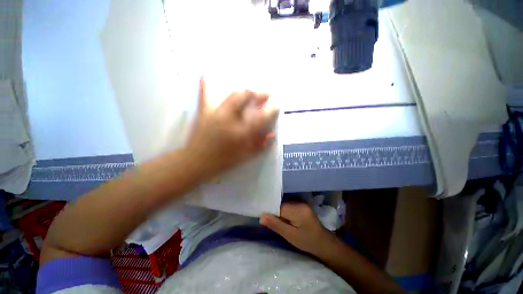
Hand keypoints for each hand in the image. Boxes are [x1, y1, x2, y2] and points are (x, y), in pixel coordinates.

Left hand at [186, 77, 278, 179]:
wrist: (195, 163)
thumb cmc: (222, 162)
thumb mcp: (245, 157)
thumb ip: (261, 146)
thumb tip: (272, 135)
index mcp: (240, 133)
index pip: (261, 118)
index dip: (271, 110)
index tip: (276, 106)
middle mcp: (229, 119)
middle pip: (246, 98)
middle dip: (258, 93)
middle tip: (266, 94)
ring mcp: (215, 113)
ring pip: (232, 95)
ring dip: (244, 92)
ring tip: (251, 92)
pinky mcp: (203, 112)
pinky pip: (204, 95)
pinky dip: (206, 85)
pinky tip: (206, 75)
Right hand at [260, 202, 335, 254]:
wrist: (323, 242)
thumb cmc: (307, 241)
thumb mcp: (290, 236)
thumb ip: (276, 225)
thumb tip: (261, 216)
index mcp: (297, 209)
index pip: (278, 206)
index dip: (270, 211)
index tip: (263, 217)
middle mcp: (299, 202)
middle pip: (281, 204)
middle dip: (274, 212)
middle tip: (269, 221)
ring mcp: (301, 202)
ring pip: (284, 205)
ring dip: (279, 212)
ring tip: (277, 221)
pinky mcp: (301, 205)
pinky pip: (288, 206)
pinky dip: (284, 211)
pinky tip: (284, 218)